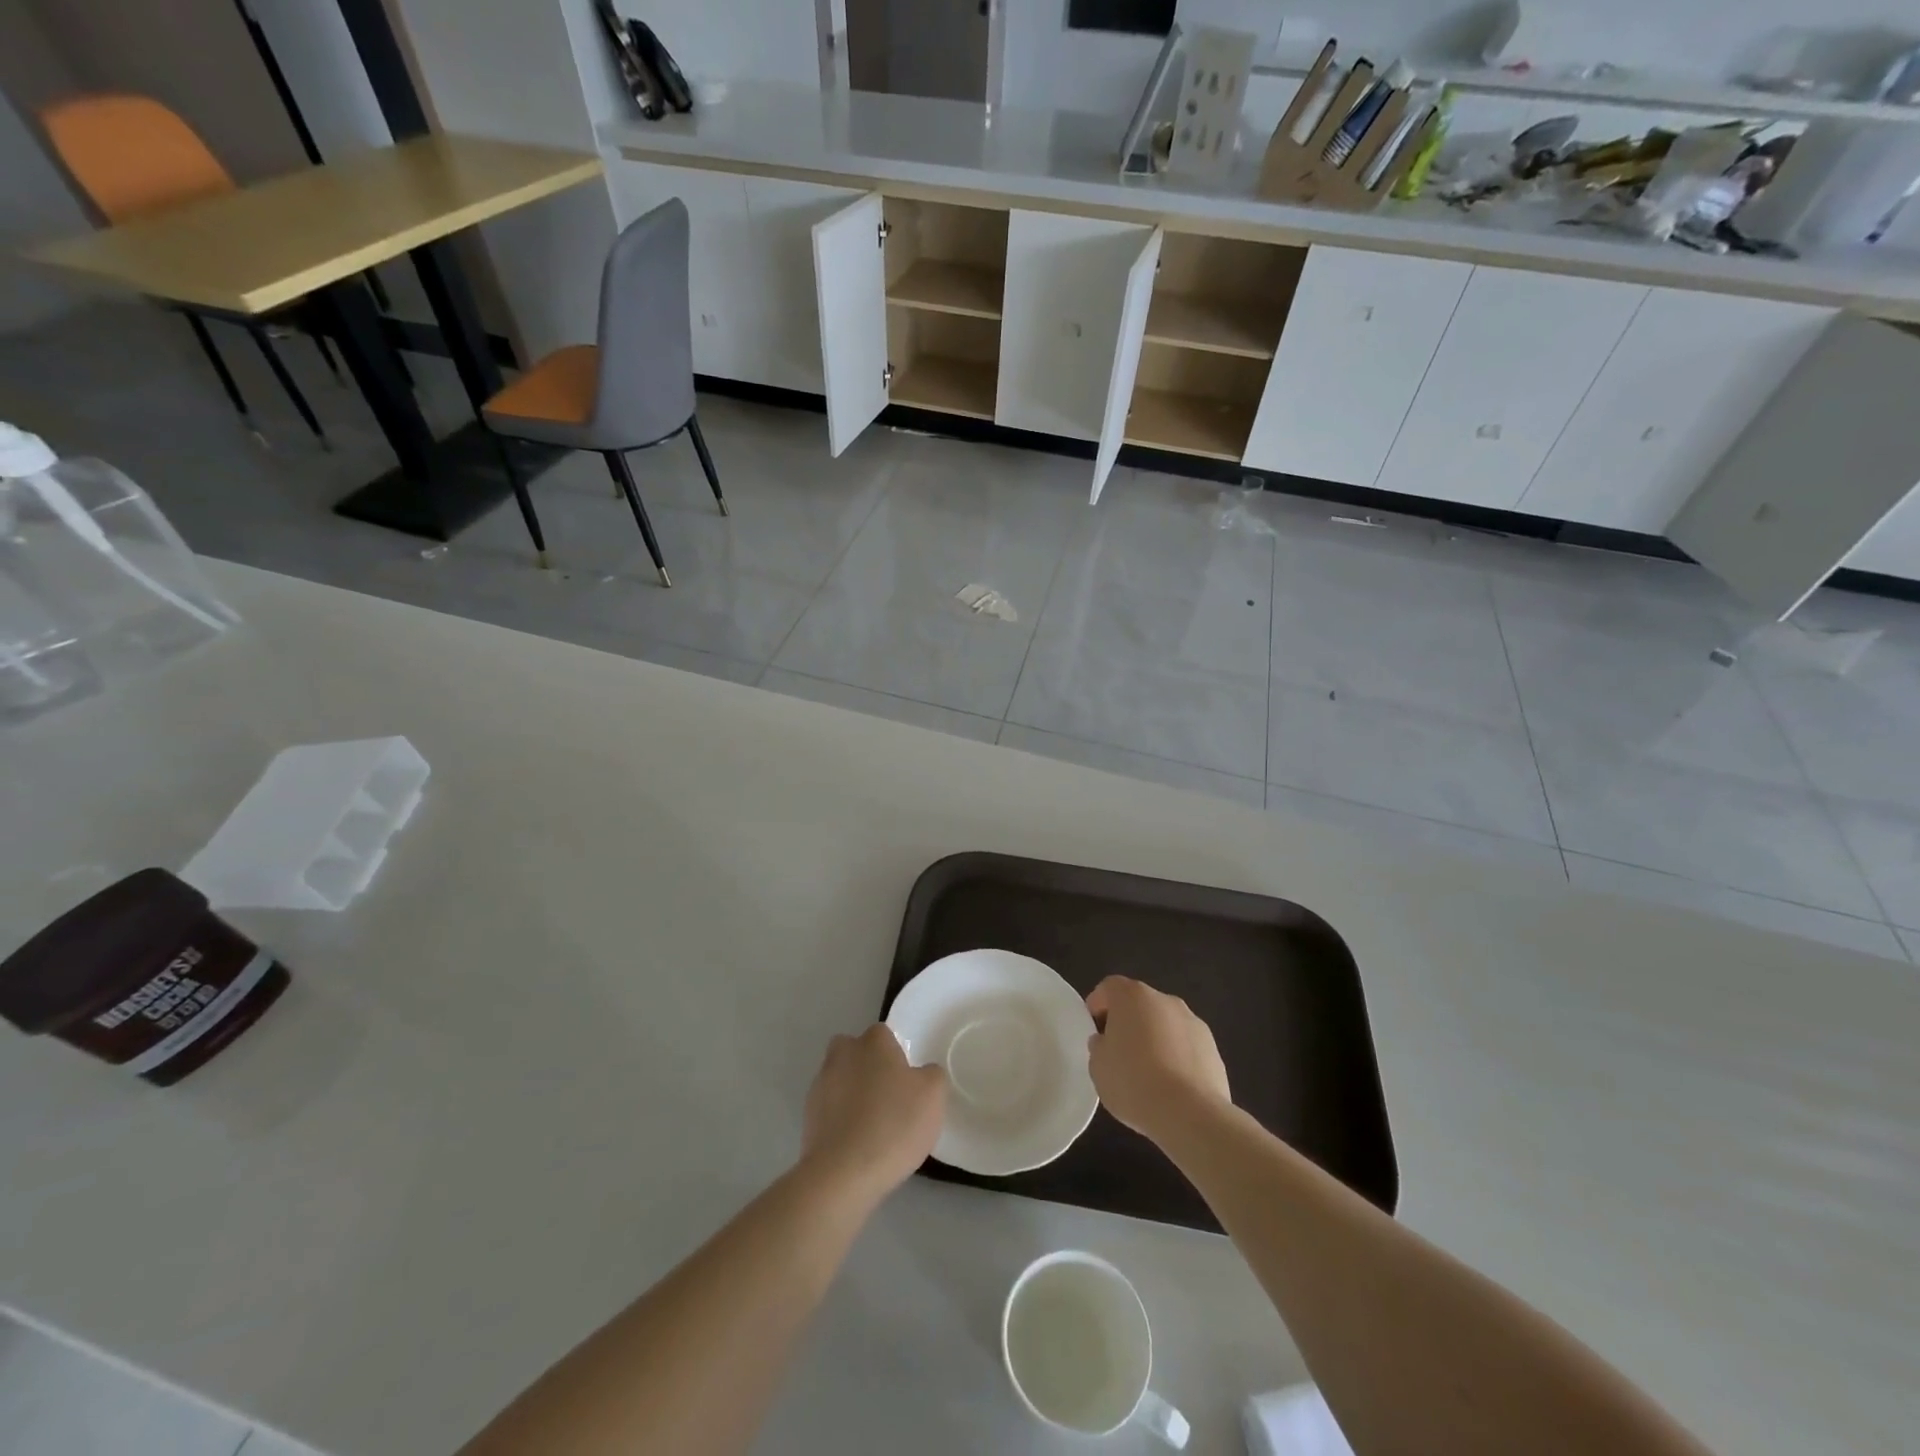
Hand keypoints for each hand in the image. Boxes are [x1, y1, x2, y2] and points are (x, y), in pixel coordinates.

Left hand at [799, 1025, 945, 1209]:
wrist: (843, 1173)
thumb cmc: (894, 1124)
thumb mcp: (933, 1096)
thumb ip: (932, 1075)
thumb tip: (923, 1073)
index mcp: (873, 1042)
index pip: (884, 1034)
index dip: (895, 1054)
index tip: (906, 1080)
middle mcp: (843, 1054)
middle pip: (854, 1051)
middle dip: (867, 1066)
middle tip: (887, 1095)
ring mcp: (820, 1085)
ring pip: (839, 1078)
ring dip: (851, 1093)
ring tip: (872, 1126)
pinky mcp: (807, 1116)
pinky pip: (829, 1108)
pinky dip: (840, 1119)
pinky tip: (855, 1143)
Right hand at [1085, 976, 1231, 1146]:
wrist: (1190, 1113)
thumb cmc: (1133, 1082)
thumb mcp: (1098, 1066)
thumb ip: (1099, 1046)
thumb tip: (1107, 1042)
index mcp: (1132, 996)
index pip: (1109, 987)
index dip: (1098, 1004)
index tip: (1093, 1026)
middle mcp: (1165, 1000)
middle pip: (1140, 1004)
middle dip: (1128, 1022)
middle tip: (1118, 1051)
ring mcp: (1193, 1022)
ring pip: (1165, 1024)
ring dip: (1155, 1039)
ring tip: (1147, 1074)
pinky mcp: (1213, 1048)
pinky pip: (1185, 1046)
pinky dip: (1176, 1057)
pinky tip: (1171, 1086)